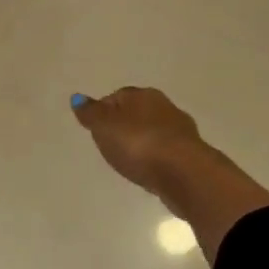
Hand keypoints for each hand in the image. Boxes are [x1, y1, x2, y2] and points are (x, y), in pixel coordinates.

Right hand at [70, 87, 205, 199]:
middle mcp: (164, 106)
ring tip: (129, 159)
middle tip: (110, 144)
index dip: (103, 112)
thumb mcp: (104, 126)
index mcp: (142, 95)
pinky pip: (166, 152)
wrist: (184, 173)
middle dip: (124, 126)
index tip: (95, 129)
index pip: (117, 97)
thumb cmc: (138, 144)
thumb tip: (78, 97)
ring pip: (154, 132)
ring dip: (143, 142)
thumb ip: (90, 113)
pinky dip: (156, 158)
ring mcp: (181, 131)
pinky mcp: (191, 155)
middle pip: (137, 113)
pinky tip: (149, 170)